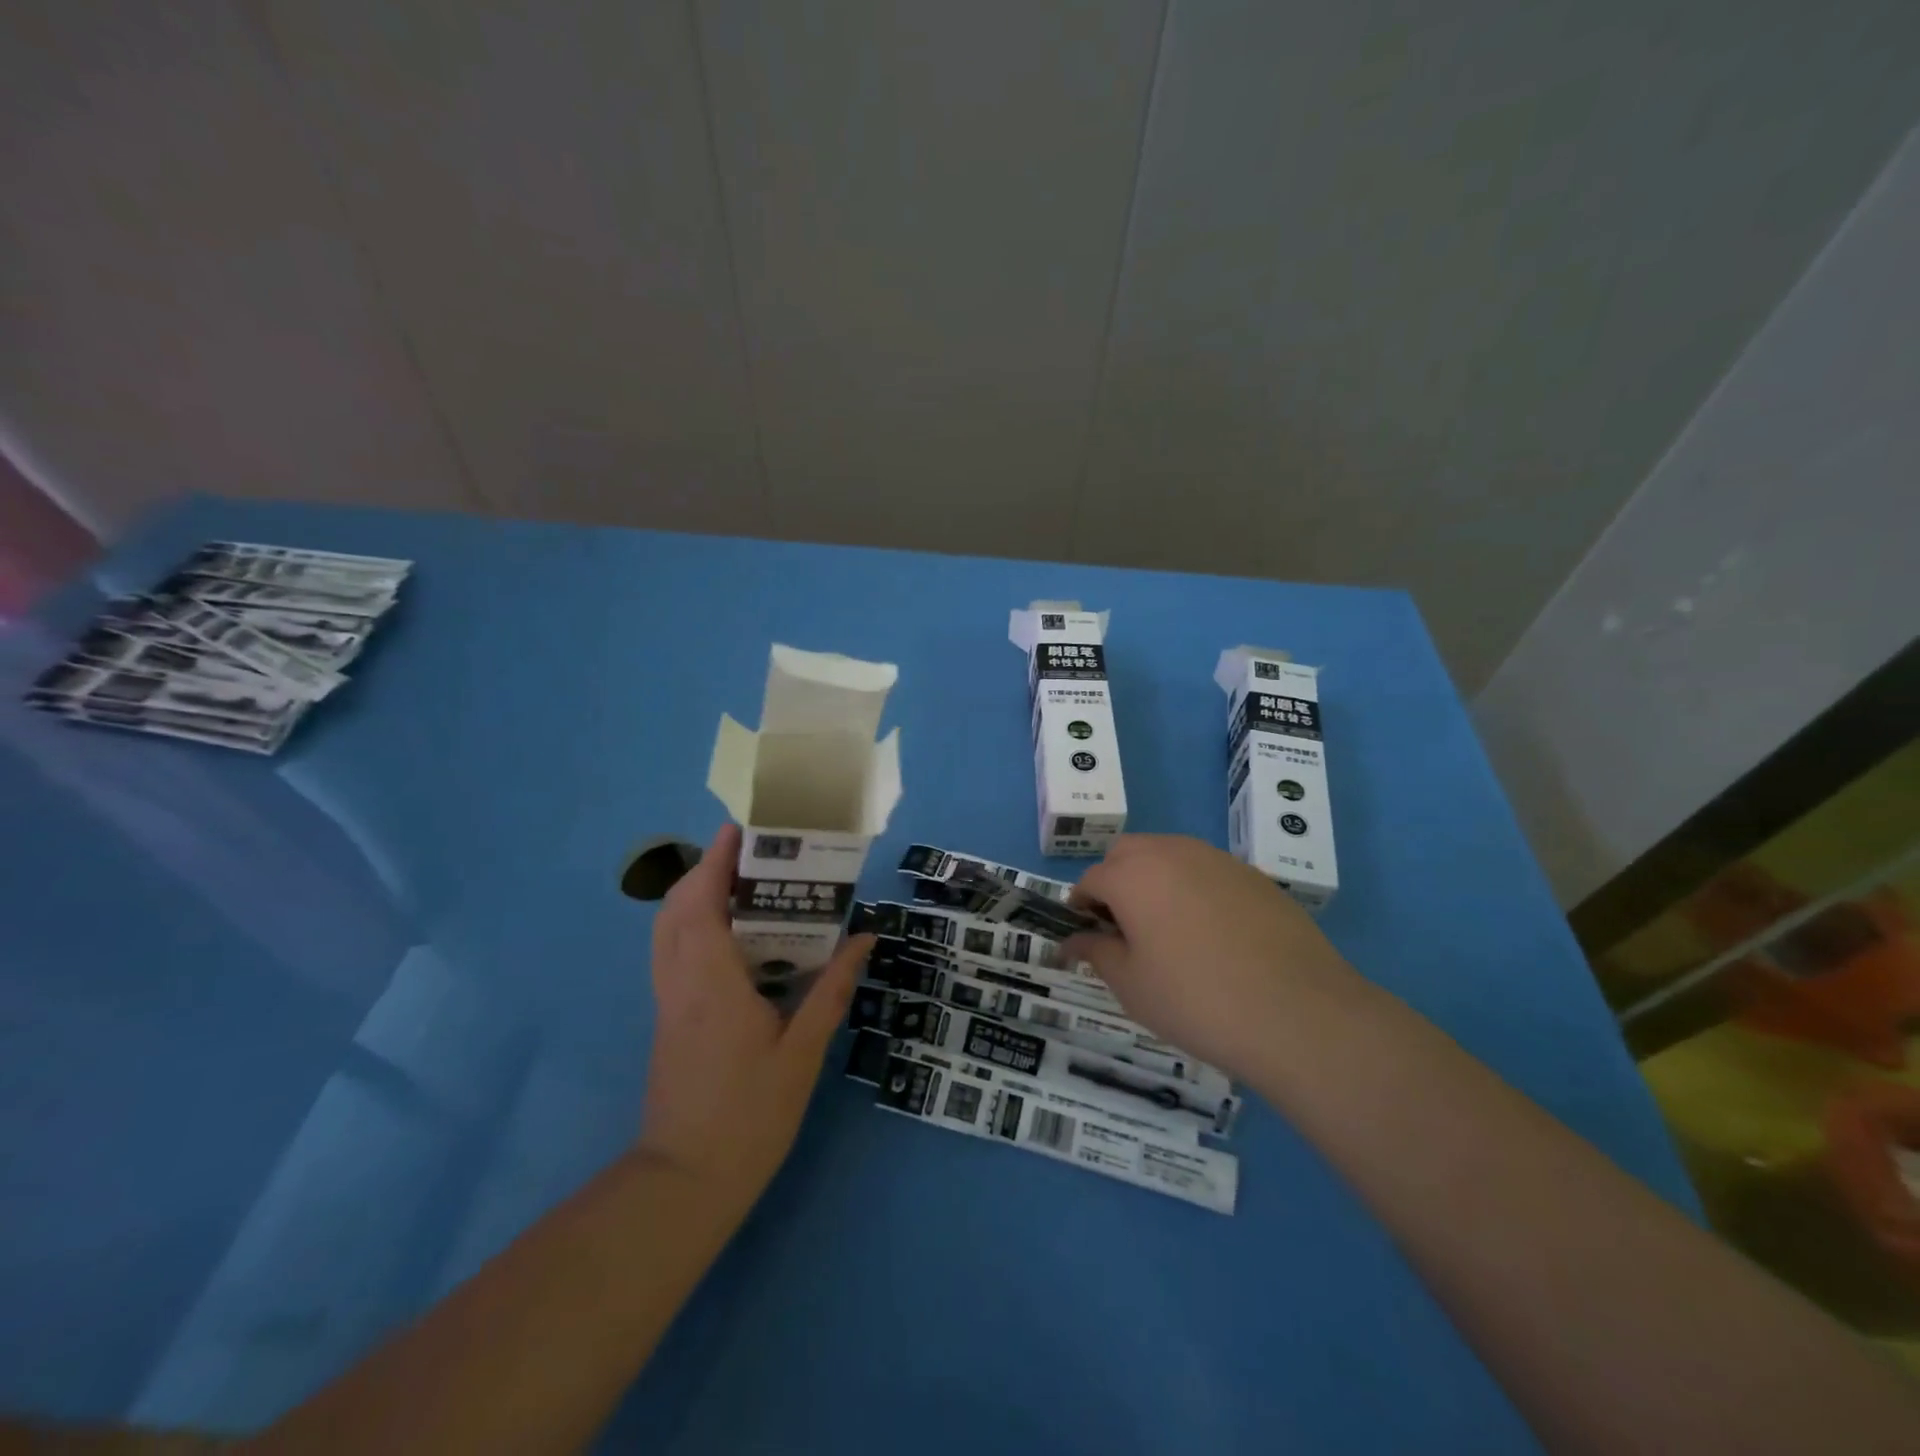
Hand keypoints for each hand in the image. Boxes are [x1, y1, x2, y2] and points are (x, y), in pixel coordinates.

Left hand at [639, 823, 873, 1219]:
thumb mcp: (802, 1053)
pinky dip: (692, 925)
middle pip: (676, 909)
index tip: (738, 831)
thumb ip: (831, 991)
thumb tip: (864, 939)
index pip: (702, 904)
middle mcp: (680, 983)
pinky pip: (672, 953)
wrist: (685, 1183)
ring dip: (694, 896)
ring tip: (740, 885)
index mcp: (712, 983)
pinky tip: (731, 938)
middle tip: (748, 855)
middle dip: (705, 871)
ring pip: (667, 931)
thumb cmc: (749, 1116)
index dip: (716, 862)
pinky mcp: (667, 1019)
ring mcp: (667, 1002)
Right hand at [1063, 834, 1360, 1080]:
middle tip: (1125, 931)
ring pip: (1169, 855)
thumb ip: (1095, 952)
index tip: (1087, 940)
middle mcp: (1171, 852)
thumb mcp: (1131, 985)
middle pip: (1127, 853)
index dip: (1080, 908)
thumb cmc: (1196, 1000)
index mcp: (1132, 875)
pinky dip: (1194, 890)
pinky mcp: (1253, 876)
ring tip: (1168, 933)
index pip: (1090, 879)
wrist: (1298, 1014)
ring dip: (1154, 881)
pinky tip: (1213, 936)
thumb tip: (1072, 940)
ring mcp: (1217, 859)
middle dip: (1114, 882)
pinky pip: (1207, 871)